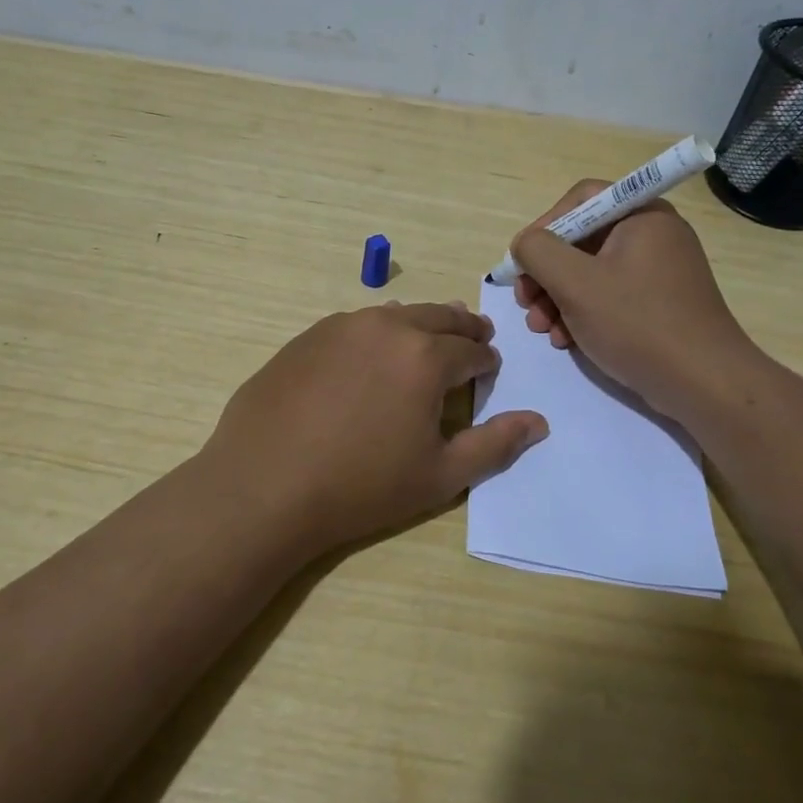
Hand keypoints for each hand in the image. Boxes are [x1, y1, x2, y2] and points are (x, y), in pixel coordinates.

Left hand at [201, 302, 548, 555]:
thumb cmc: (361, 487)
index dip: (486, 360)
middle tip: (474, 336)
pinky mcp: (306, 337)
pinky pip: (355, 325)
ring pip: (395, 315)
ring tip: (427, 337)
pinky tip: (370, 354)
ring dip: (419, 324)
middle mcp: (386, 327)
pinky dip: (377, 332)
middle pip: (437, 317)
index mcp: (425, 356)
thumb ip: (494, 445)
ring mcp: (340, 327)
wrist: (264, 486)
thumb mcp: (439, 476)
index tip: (490, 369)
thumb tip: (538, 422)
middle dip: (461, 328)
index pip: (471, 350)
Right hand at [510, 182, 758, 422]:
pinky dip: (582, 313)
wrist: (703, 383)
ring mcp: (658, 271)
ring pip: (591, 272)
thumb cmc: (637, 323)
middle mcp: (653, 235)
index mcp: (641, 215)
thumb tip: (525, 244)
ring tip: (541, 329)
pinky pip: (609, 296)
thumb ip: (538, 252)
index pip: (581, 200)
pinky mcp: (659, 303)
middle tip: (526, 303)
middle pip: (582, 239)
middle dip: (546, 273)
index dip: (544, 226)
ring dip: (558, 298)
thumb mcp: (575, 283)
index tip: (524, 263)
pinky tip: (566, 341)